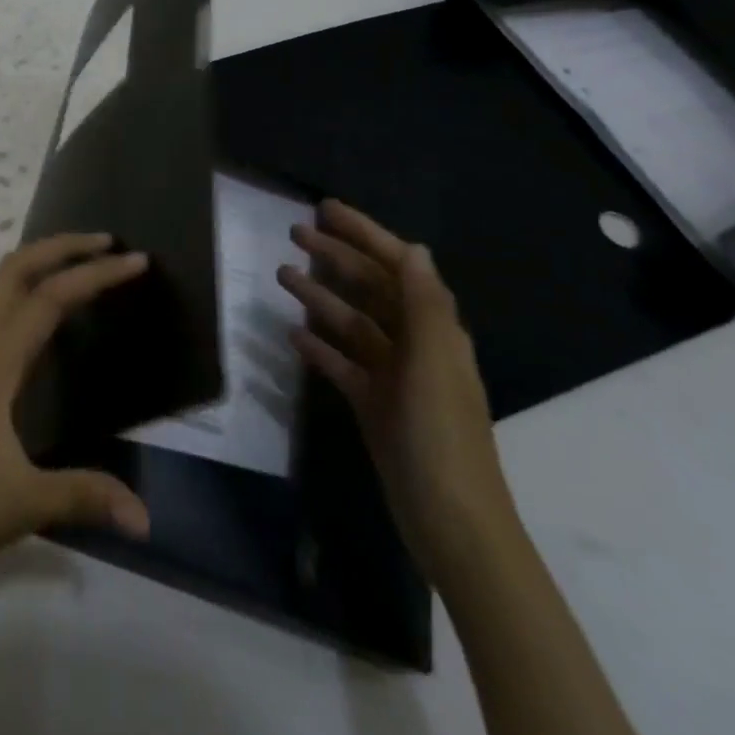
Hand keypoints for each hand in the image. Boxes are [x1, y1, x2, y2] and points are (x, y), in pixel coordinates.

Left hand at [0, 233, 151, 591]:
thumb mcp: (25, 504)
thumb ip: (86, 497)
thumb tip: (146, 518)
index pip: (50, 299)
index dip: (95, 275)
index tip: (136, 262)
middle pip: (15, 270)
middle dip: (60, 247)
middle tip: (106, 243)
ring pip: (1, 288)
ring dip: (41, 264)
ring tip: (83, 265)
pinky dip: (27, 293)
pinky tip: (48, 318)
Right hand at [280, 201, 516, 586]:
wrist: (451, 524)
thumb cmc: (441, 437)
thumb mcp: (434, 364)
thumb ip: (424, 304)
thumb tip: (414, 248)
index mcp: (435, 330)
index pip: (399, 265)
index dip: (365, 234)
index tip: (327, 209)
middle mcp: (415, 345)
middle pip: (371, 288)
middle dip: (337, 257)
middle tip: (294, 233)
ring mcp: (393, 377)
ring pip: (352, 323)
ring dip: (321, 296)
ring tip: (282, 275)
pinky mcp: (374, 405)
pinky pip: (342, 364)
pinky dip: (320, 346)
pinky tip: (292, 334)